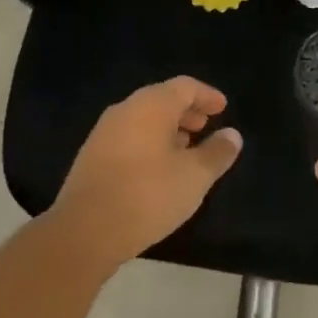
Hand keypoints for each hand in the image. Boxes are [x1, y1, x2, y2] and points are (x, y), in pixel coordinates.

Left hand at [51, 77, 242, 268]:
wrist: (85, 231)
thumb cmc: (148, 195)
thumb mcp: (195, 176)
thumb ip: (217, 152)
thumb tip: (232, 135)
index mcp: (151, 105)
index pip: (185, 86)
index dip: (207, 95)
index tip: (223, 108)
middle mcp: (125, 110)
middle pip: (162, 99)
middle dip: (187, 111)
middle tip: (206, 126)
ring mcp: (104, 133)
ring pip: (143, 120)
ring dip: (167, 129)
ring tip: (186, 150)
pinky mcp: (91, 156)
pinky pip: (129, 138)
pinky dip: (149, 143)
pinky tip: (159, 169)